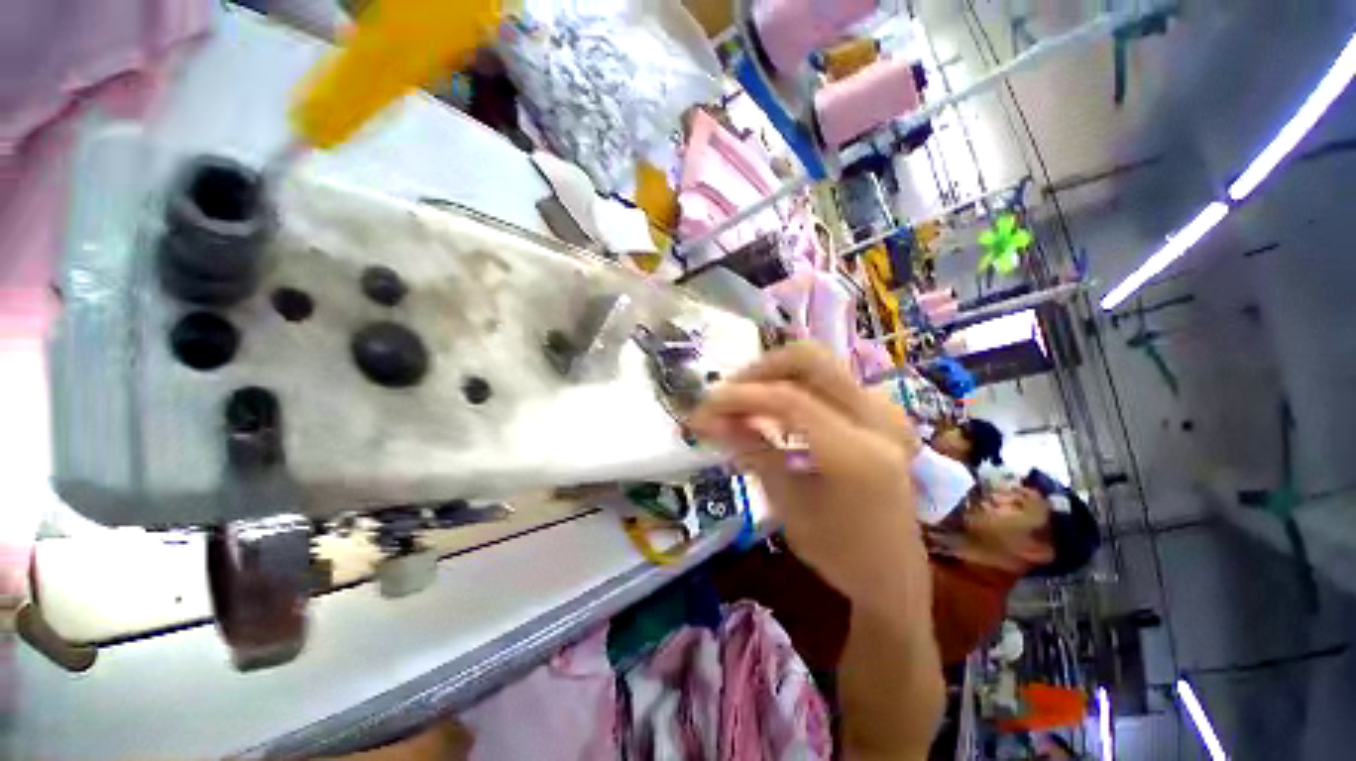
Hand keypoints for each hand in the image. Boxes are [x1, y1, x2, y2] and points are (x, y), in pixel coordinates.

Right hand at [687, 343, 926, 615]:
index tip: (703, 409)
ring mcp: (884, 410)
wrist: (893, 572)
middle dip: (758, 371)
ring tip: (742, 405)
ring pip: (817, 365)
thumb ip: (751, 449)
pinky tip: (771, 411)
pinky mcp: (879, 411)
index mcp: (857, 453)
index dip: (739, 397)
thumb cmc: (838, 552)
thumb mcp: (786, 503)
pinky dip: (791, 386)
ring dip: (773, 377)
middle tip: (727, 397)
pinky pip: (826, 381)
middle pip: (808, 359)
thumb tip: (708, 418)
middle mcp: (878, 419)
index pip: (787, 399)